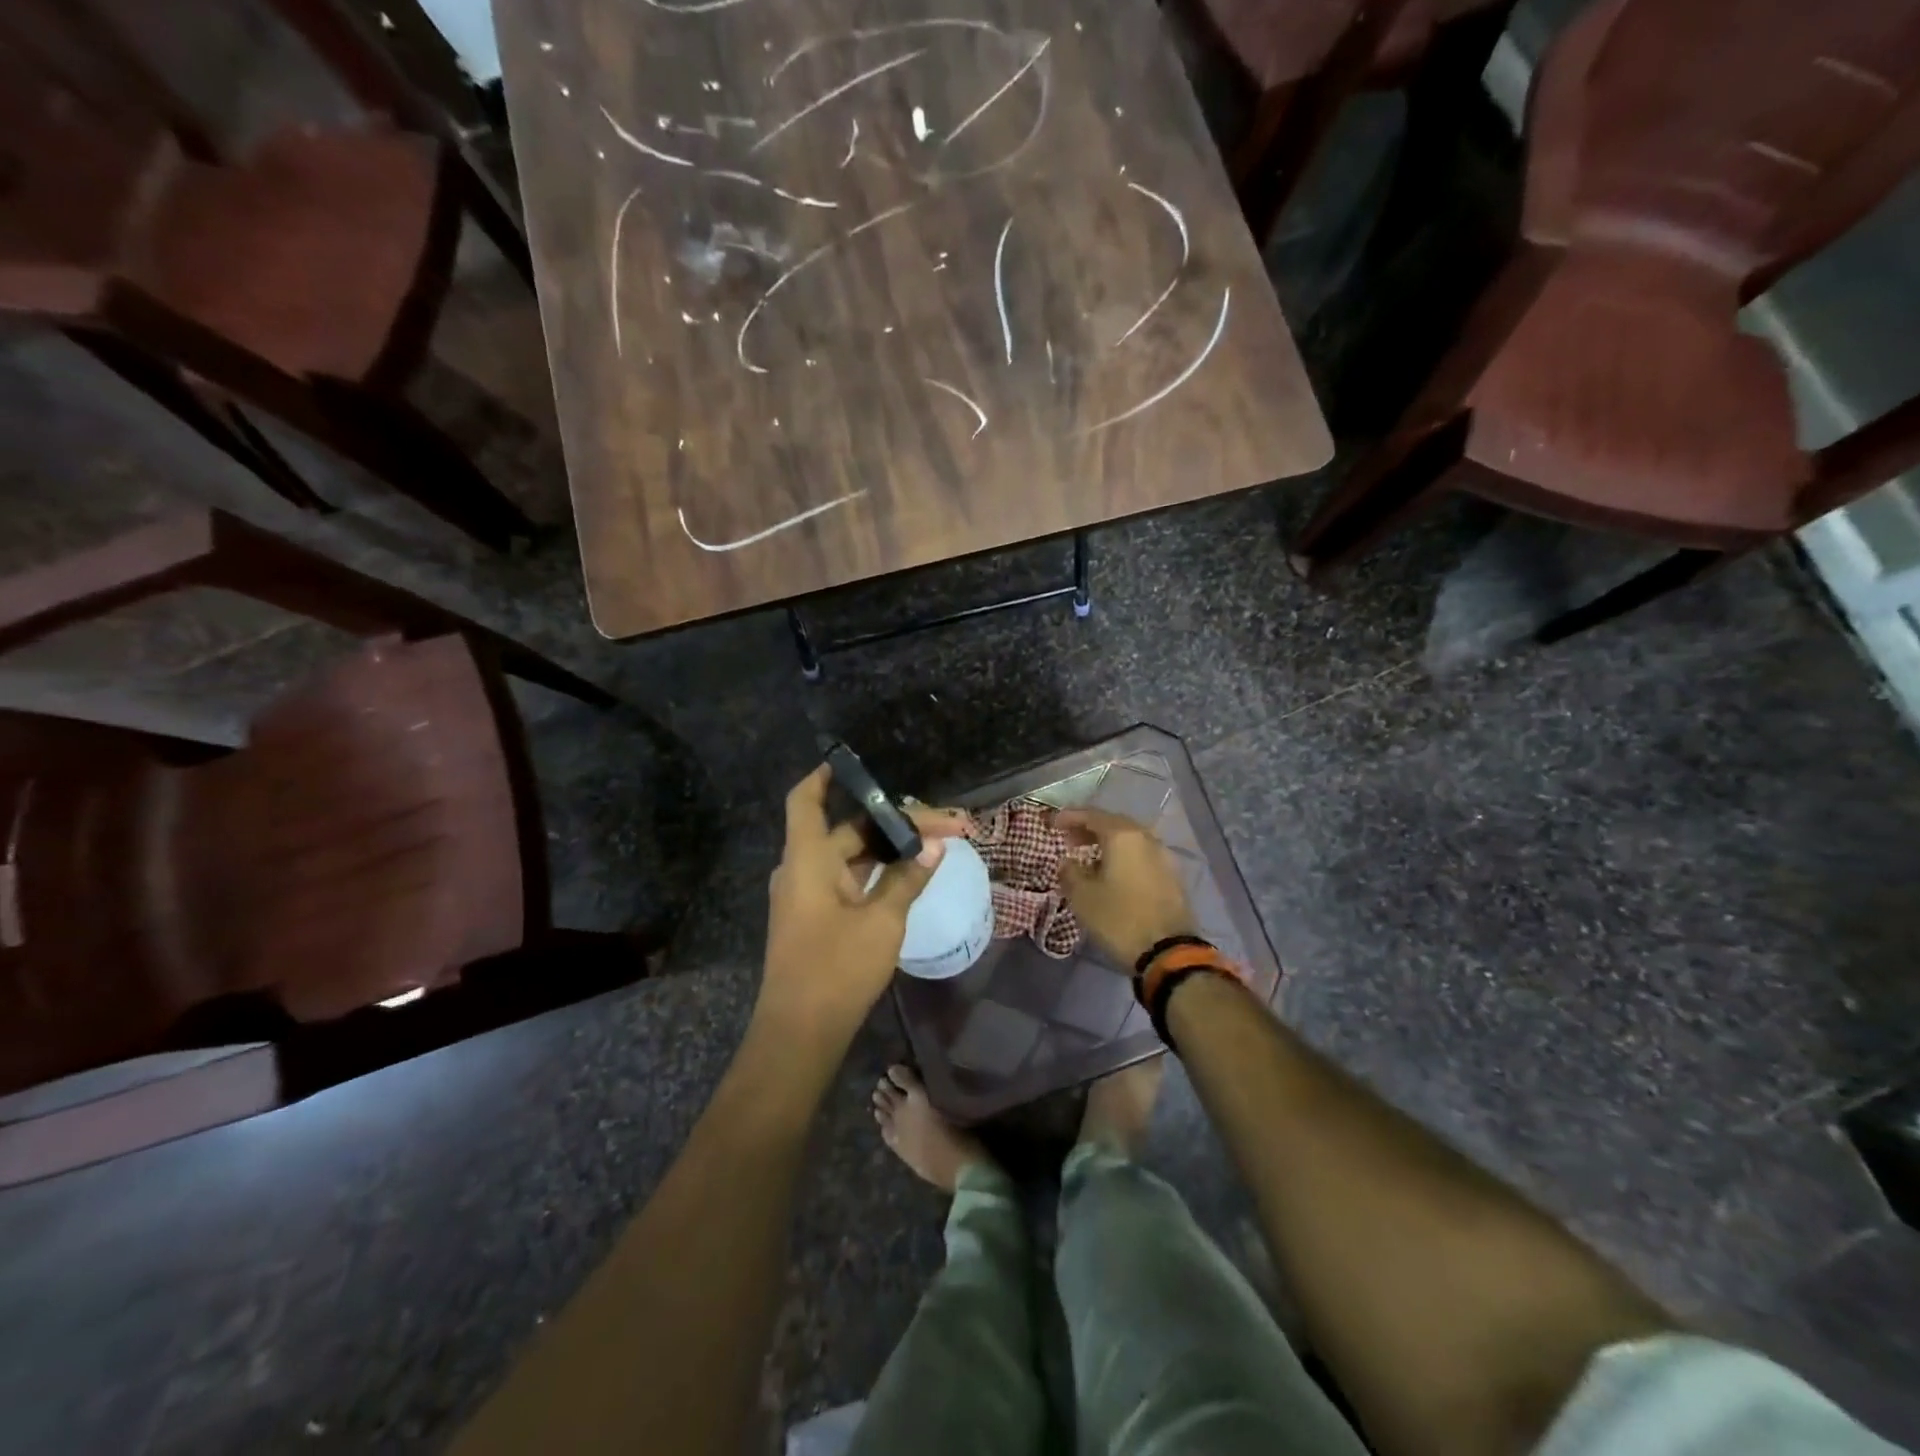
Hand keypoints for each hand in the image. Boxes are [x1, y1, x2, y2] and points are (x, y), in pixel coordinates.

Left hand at [756, 766, 966, 1050]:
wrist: (800, 1034)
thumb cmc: (836, 969)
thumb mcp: (881, 920)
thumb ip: (908, 879)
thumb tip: (933, 845)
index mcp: (808, 859)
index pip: (806, 800)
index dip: (825, 776)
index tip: (851, 762)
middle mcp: (803, 870)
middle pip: (847, 829)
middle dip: (894, 823)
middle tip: (944, 824)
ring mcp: (808, 896)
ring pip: (850, 856)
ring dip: (888, 848)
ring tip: (934, 843)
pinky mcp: (815, 919)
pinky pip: (847, 880)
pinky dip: (876, 872)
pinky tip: (909, 873)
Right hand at [1058, 808, 1195, 967]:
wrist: (1169, 952)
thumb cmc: (1119, 919)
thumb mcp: (1083, 897)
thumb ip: (1070, 872)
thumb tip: (1067, 862)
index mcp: (1123, 836)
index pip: (1091, 815)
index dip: (1069, 817)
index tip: (1052, 823)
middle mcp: (1146, 838)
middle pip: (1113, 824)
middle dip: (1089, 828)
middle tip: (1069, 839)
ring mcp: (1163, 856)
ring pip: (1129, 840)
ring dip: (1107, 843)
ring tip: (1087, 856)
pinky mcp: (1172, 876)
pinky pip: (1141, 855)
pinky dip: (1123, 856)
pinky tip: (1111, 872)